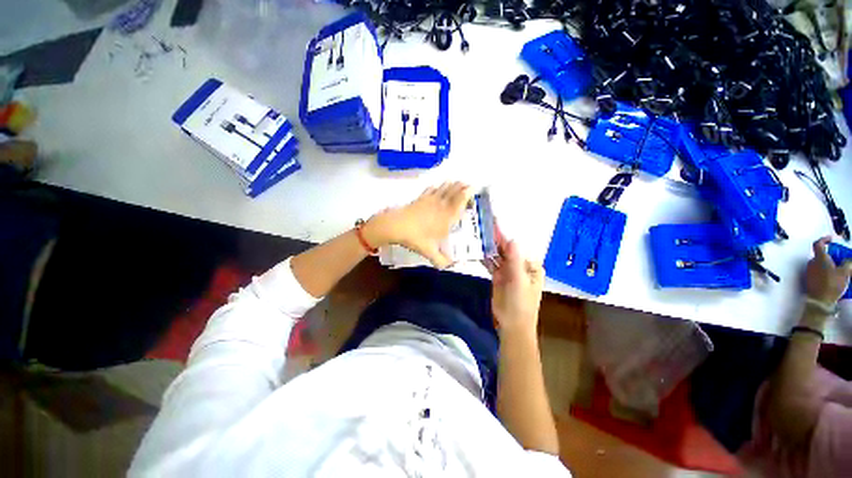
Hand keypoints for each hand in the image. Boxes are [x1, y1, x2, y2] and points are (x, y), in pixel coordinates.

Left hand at [363, 182, 471, 268]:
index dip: (468, 193)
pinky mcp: (420, 199)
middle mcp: (441, 206)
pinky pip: (430, 189)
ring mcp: (430, 200)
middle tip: (467, 183)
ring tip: (456, 181)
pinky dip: (436, 186)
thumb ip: (441, 260)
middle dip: (462, 186)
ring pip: (443, 188)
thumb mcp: (429, 251)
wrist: (396, 226)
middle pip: (454, 192)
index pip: (460, 201)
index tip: (473, 187)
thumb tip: (450, 266)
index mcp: (447, 217)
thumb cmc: (416, 238)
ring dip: (451, 184)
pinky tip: (436, 185)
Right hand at [485, 225, 543, 335]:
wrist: (512, 325)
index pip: (517, 247)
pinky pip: (492, 264)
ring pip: (498, 256)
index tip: (494, 225)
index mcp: (530, 265)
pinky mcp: (498, 277)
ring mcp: (508, 271)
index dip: (505, 237)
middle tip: (483, 226)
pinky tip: (478, 249)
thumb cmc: (520, 304)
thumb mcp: (519, 281)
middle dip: (496, 240)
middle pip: (507, 250)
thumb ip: (515, 261)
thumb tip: (512, 240)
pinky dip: (485, 257)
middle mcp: (520, 265)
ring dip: (489, 247)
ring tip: (478, 235)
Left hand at [805, 236, 851, 304]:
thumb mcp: (844, 272)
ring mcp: (809, 271)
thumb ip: (847, 263)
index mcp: (819, 258)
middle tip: (839, 259)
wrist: (820, 301)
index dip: (824, 239)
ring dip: (828, 264)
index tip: (830, 239)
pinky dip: (825, 271)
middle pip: (820, 255)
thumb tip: (848, 259)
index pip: (818, 244)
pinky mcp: (809, 279)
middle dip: (830, 255)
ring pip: (819, 264)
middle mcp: (811, 263)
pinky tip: (832, 277)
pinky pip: (817, 271)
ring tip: (838, 269)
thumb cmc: (832, 284)